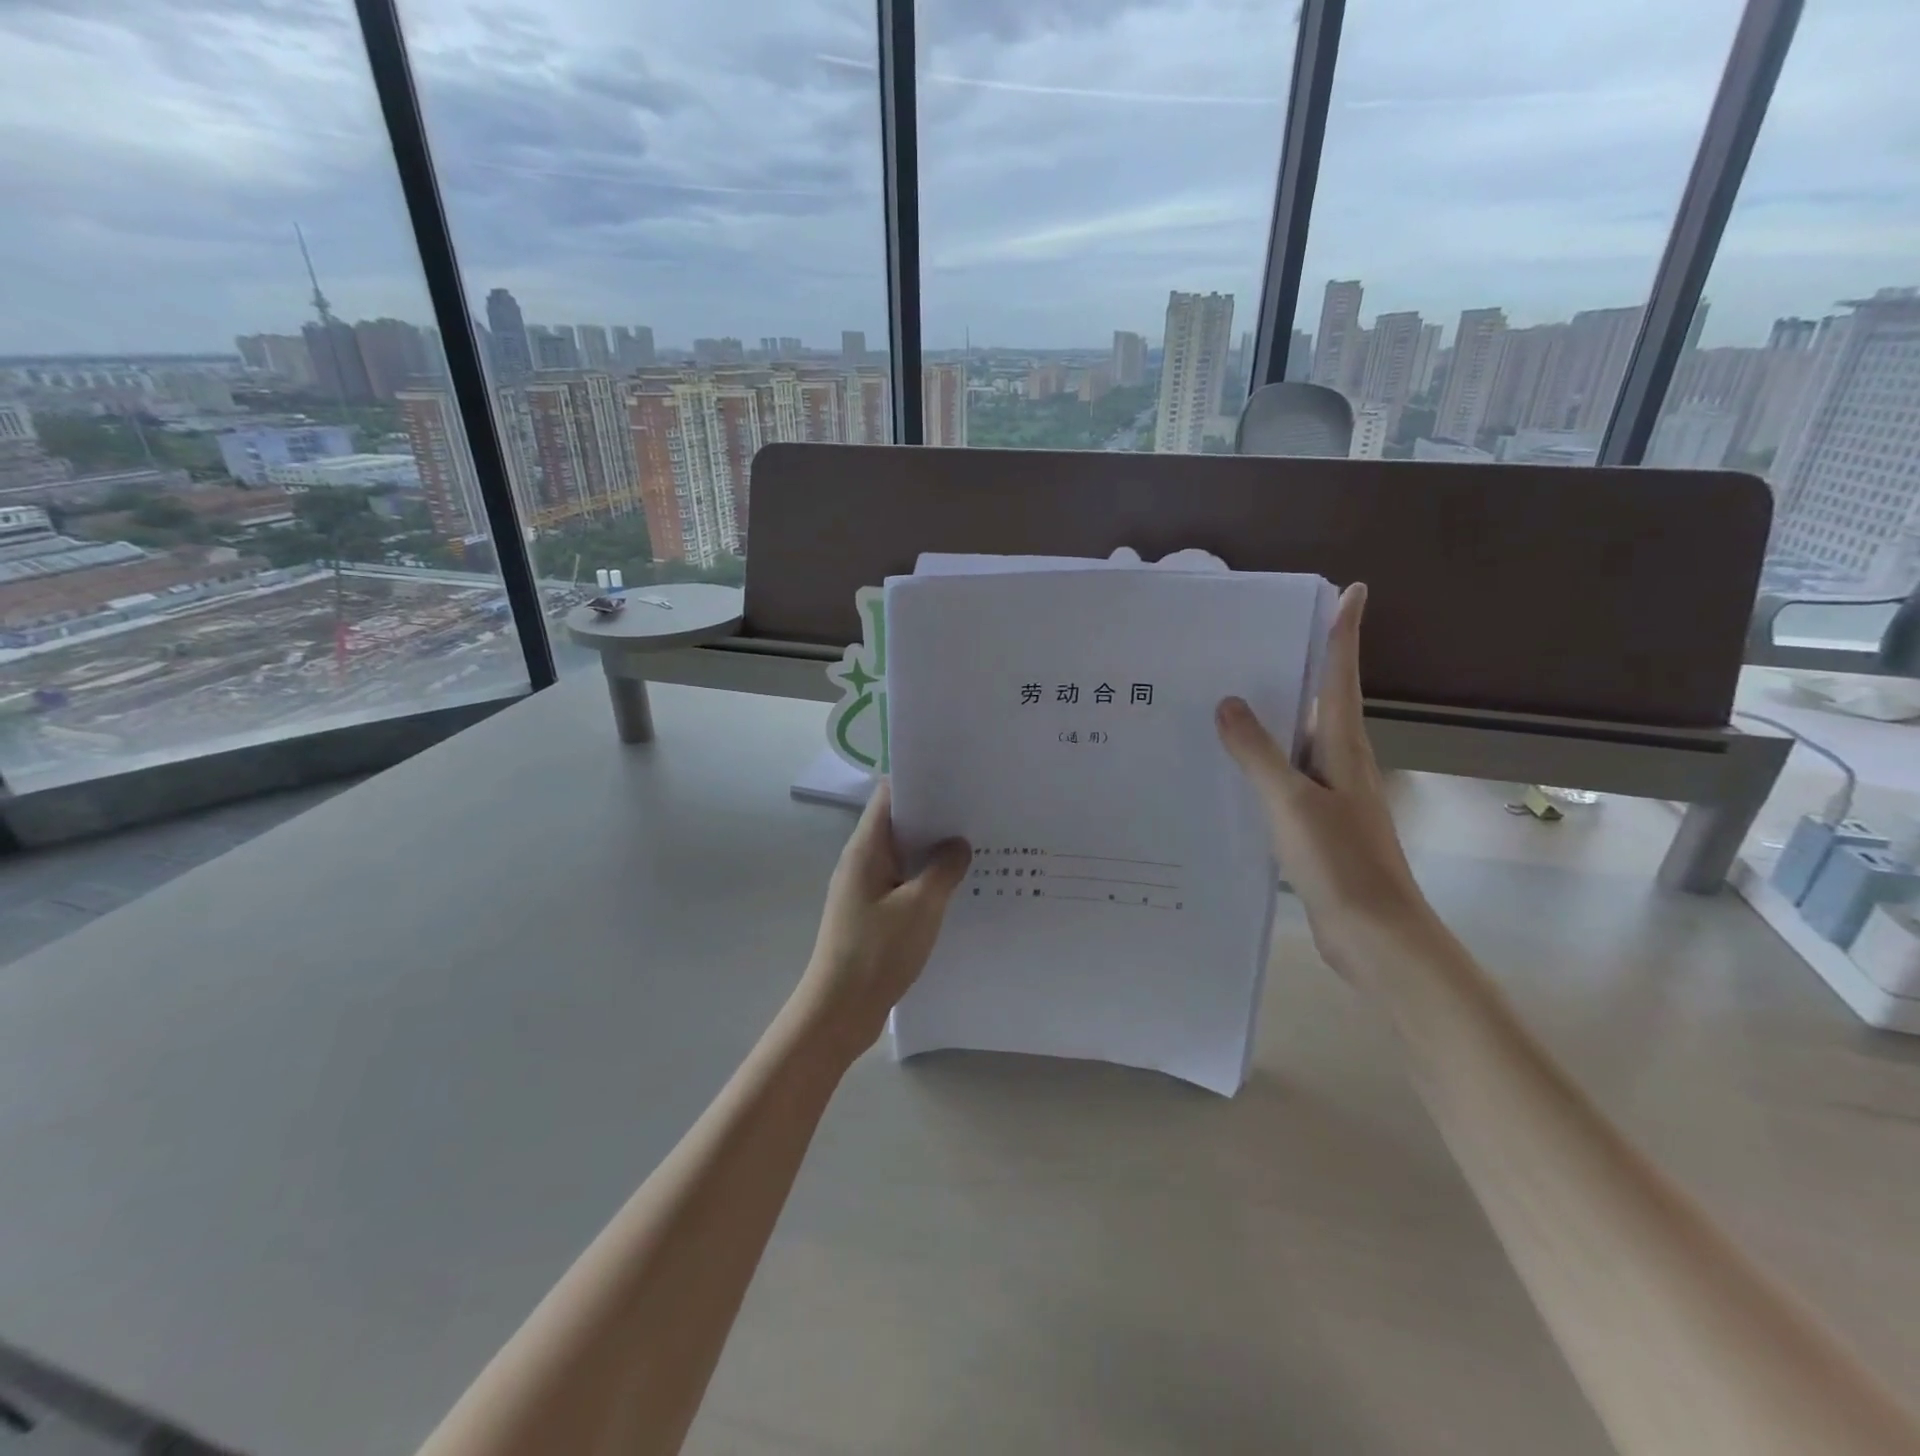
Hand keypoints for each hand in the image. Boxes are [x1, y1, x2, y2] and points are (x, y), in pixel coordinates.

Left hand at [797, 780, 970, 1062]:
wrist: (839, 1012)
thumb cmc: (876, 952)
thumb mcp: (920, 907)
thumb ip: (943, 870)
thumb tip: (958, 844)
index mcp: (866, 849)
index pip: (889, 796)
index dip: (920, 782)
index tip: (956, 779)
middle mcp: (862, 862)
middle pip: (898, 824)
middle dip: (935, 817)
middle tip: (977, 813)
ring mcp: (865, 888)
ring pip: (903, 856)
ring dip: (932, 852)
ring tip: (976, 845)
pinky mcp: (872, 913)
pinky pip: (903, 883)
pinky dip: (926, 879)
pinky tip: (956, 887)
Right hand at [1216, 583, 1433, 976]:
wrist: (1374, 936)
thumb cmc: (1340, 862)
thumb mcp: (1290, 801)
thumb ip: (1258, 752)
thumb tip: (1228, 703)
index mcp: (1344, 749)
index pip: (1341, 677)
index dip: (1344, 633)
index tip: (1350, 590)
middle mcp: (1341, 764)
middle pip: (1319, 703)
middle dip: (1296, 668)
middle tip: (1251, 640)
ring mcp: (1330, 796)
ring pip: (1297, 743)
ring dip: (1270, 719)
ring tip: (1225, 698)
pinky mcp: (1316, 825)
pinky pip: (1283, 779)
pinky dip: (1260, 764)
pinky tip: (1230, 769)